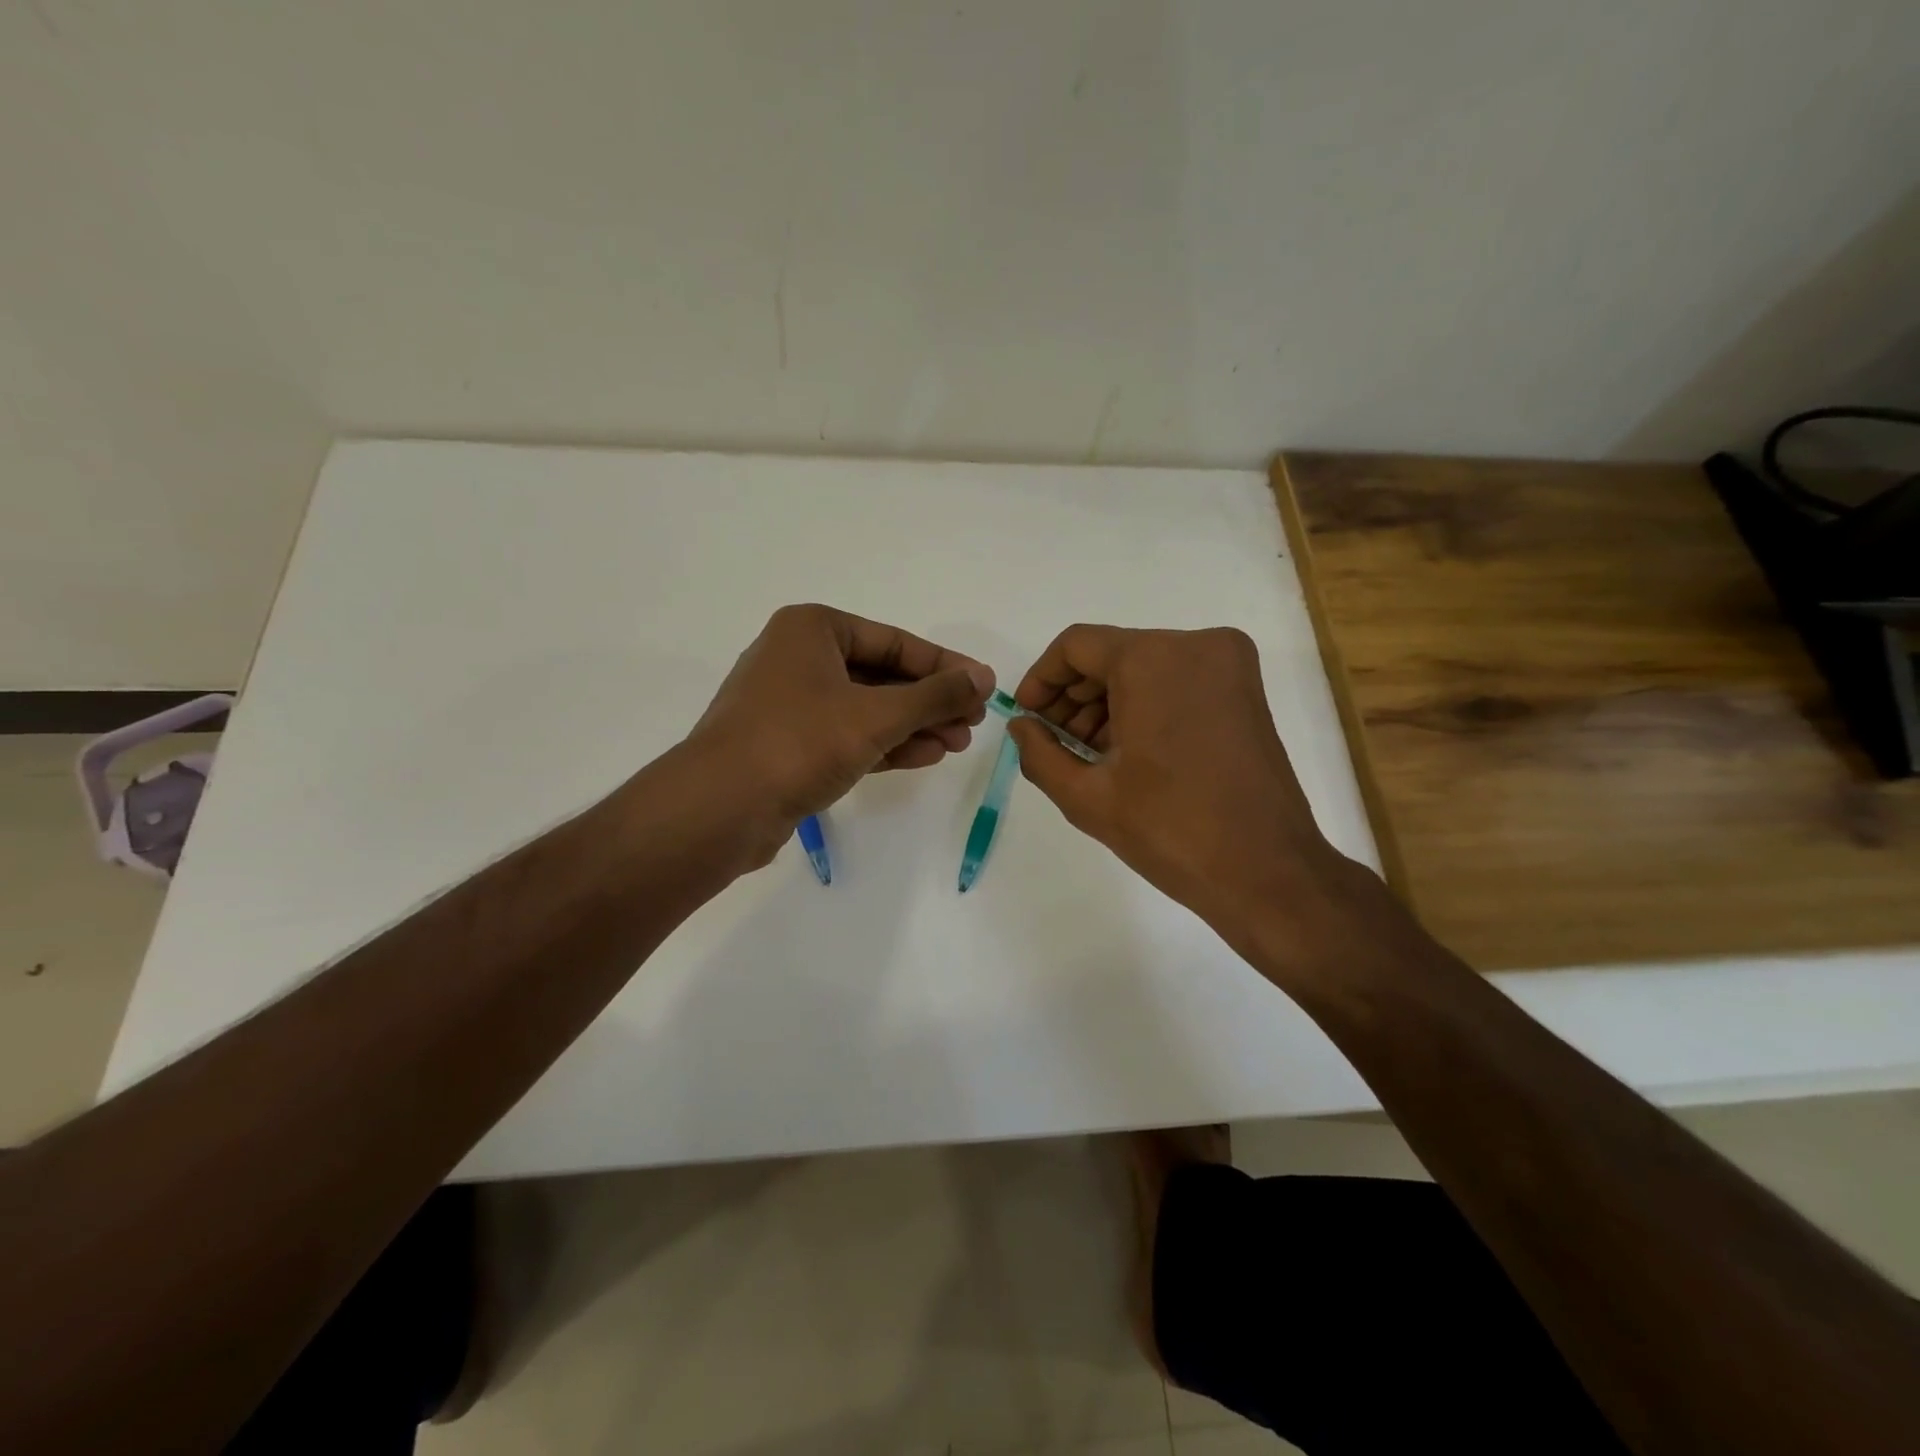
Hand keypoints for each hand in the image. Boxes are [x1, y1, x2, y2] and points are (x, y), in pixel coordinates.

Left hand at [689, 603, 994, 836]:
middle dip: (930, 702)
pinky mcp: (788, 745)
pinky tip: (925, 756)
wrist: (720, 808)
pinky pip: (847, 736)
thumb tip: (984, 677)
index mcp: (812, 629)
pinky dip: (885, 745)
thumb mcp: (877, 715)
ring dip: (913, 726)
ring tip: (957, 744)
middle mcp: (798, 658)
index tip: (984, 687)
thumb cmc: (800, 742)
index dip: (944, 667)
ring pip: (866, 708)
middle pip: (882, 675)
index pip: (894, 642)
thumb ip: (935, 696)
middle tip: (973, 724)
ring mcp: (790, 704)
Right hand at [1008, 624, 1378, 968]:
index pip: (1076, 646)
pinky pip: (1176, 680)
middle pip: (1112, 654)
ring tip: (1088, 756)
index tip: (1027, 718)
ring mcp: (1229, 665)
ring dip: (1108, 703)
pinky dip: (1144, 705)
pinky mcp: (1246, 691)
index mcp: (1153, 659)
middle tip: (1054, 743)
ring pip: (1145, 667)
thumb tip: (1021, 726)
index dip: (1041, 679)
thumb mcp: (1087, 796)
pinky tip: (1126, 752)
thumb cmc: (1170, 830)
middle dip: (1075, 696)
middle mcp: (1196, 645)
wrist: (1266, 872)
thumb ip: (1039, 753)